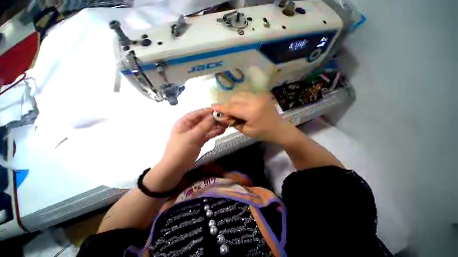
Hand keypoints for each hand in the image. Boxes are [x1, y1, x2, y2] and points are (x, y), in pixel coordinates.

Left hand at [160, 108, 225, 171]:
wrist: (176, 168)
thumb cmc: (181, 150)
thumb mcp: (192, 137)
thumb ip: (203, 126)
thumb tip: (213, 116)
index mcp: (184, 122)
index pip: (197, 113)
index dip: (207, 111)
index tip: (219, 110)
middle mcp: (190, 126)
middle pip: (203, 120)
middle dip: (214, 119)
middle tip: (225, 119)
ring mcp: (195, 134)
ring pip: (207, 127)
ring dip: (216, 126)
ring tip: (226, 125)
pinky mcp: (200, 140)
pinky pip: (208, 134)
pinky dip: (215, 132)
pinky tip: (222, 131)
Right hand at [212, 92, 293, 142]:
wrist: (279, 128)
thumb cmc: (263, 133)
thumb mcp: (246, 131)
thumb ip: (233, 122)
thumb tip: (223, 116)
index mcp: (252, 111)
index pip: (232, 107)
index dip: (221, 108)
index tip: (212, 107)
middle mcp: (255, 100)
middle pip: (235, 99)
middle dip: (228, 105)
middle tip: (227, 114)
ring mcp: (259, 95)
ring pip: (239, 95)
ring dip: (234, 102)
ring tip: (234, 111)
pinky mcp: (261, 95)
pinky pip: (246, 95)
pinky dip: (240, 100)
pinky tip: (241, 107)